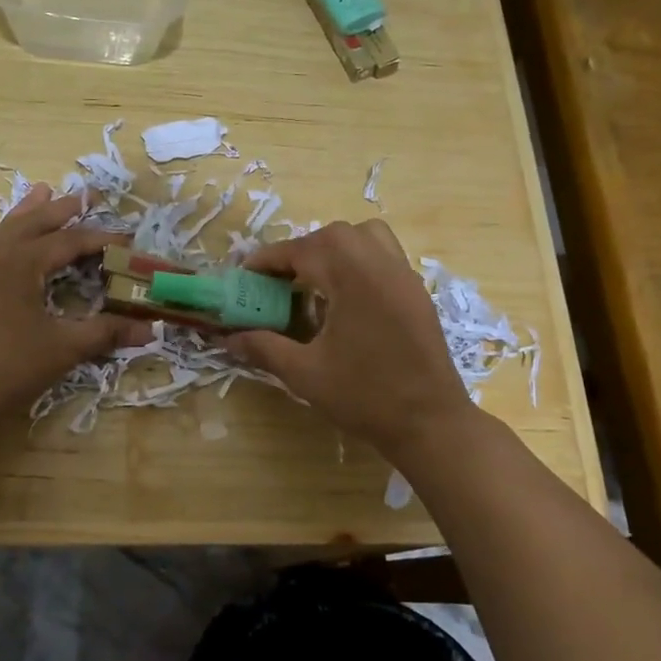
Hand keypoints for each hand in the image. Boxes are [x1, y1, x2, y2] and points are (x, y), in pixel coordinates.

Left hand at [0, 184, 152, 424]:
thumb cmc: (9, 368)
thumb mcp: (64, 348)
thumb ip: (106, 332)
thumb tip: (150, 329)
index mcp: (23, 262)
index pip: (70, 241)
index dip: (101, 239)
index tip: (126, 241)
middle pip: (34, 222)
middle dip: (62, 209)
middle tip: (85, 195)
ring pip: (4, 229)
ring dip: (27, 212)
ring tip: (42, 192)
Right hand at [224, 220, 478, 462]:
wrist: (432, 424)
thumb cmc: (365, 397)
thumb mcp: (305, 373)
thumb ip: (264, 348)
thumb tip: (228, 339)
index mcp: (353, 277)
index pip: (301, 250)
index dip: (268, 260)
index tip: (244, 276)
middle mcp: (381, 264)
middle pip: (334, 236)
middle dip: (300, 252)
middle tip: (278, 283)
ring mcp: (404, 276)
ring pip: (365, 237)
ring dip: (334, 250)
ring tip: (314, 283)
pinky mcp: (417, 292)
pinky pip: (384, 257)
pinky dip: (358, 262)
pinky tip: (345, 300)